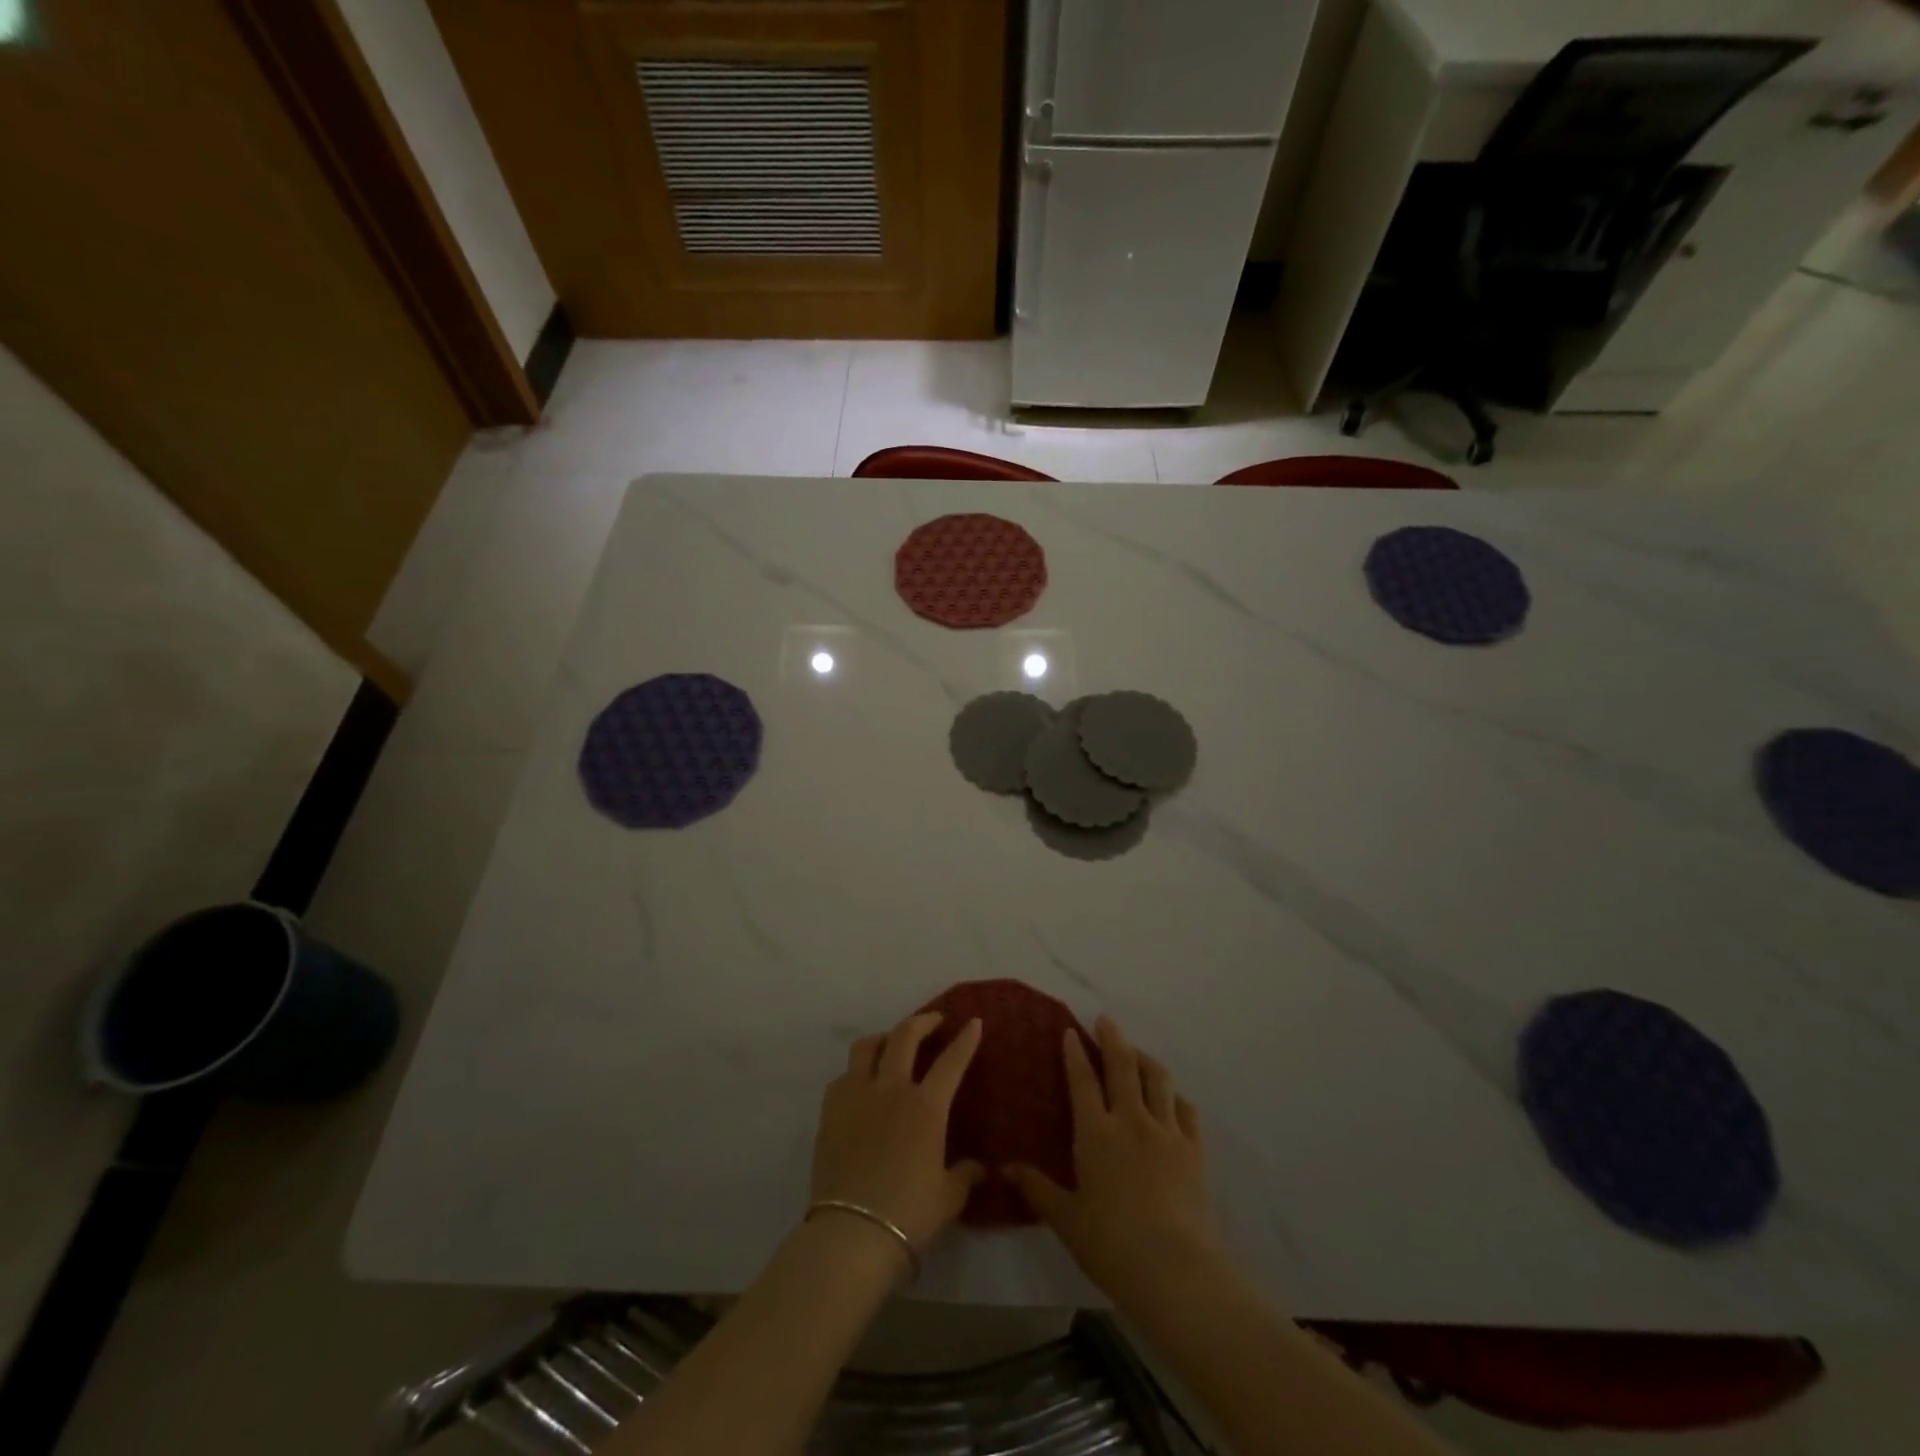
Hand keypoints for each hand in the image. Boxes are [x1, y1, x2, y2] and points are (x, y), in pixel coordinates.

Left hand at [811, 1012, 985, 1254]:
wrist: (851, 1234)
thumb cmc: (908, 1215)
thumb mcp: (948, 1198)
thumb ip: (964, 1175)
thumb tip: (978, 1168)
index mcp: (926, 1107)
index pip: (951, 1062)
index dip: (965, 1039)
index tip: (974, 1022)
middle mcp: (891, 1090)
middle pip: (905, 1037)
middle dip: (922, 1021)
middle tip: (934, 1020)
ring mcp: (856, 1097)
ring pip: (867, 1047)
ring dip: (884, 1038)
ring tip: (891, 1043)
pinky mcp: (830, 1113)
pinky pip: (843, 1077)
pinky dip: (856, 1072)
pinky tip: (861, 1084)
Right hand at [1006, 1016, 1222, 1300]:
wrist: (1175, 1270)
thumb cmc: (1111, 1244)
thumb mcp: (1066, 1219)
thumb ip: (1037, 1189)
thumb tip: (1004, 1168)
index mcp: (1096, 1132)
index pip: (1082, 1080)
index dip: (1075, 1053)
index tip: (1071, 1031)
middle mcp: (1131, 1120)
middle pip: (1122, 1066)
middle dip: (1112, 1039)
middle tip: (1105, 1021)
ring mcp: (1166, 1131)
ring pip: (1158, 1079)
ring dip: (1145, 1058)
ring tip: (1137, 1053)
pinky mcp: (1194, 1150)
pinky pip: (1186, 1109)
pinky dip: (1175, 1096)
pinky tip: (1171, 1099)